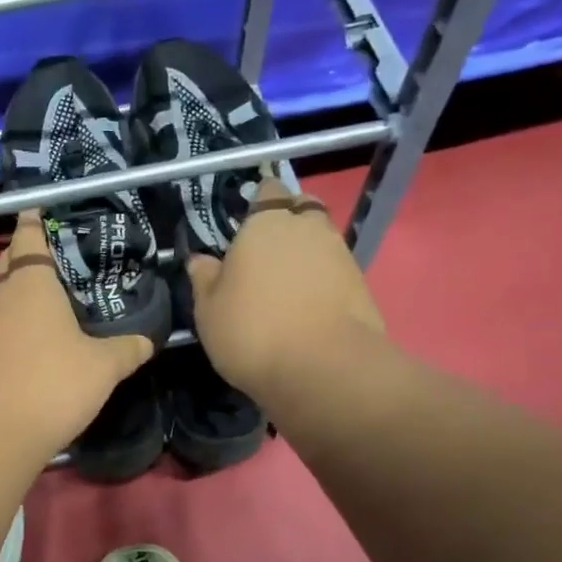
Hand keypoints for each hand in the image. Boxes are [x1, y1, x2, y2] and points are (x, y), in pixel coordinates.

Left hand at [0, 213, 154, 466]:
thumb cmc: (51, 384)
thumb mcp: (103, 367)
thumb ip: (126, 350)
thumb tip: (146, 342)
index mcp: (30, 282)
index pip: (29, 236)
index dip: (36, 221)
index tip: (43, 211)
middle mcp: (0, 296)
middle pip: (9, 262)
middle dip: (26, 254)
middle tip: (58, 257)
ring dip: (18, 291)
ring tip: (50, 298)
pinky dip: (12, 322)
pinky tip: (33, 339)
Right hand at [184, 178, 384, 406]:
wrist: (323, 369)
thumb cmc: (251, 330)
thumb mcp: (208, 309)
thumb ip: (205, 278)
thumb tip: (200, 260)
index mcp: (267, 223)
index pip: (268, 192)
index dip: (258, 204)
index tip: (244, 225)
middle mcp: (309, 228)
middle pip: (302, 211)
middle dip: (288, 223)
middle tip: (266, 254)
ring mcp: (341, 256)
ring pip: (321, 242)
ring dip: (306, 256)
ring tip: (284, 288)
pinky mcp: (361, 286)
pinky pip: (335, 273)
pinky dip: (322, 283)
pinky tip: (305, 309)